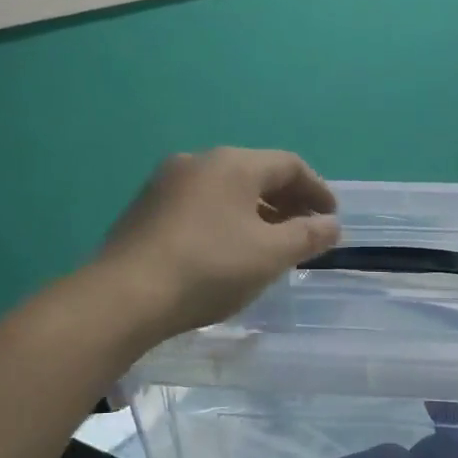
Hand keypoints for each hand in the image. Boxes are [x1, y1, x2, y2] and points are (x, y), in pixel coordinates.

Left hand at [94, 148, 340, 339]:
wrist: (125, 296)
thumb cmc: (210, 268)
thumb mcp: (271, 255)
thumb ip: (308, 236)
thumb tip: (332, 225)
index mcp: (233, 164)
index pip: (289, 165)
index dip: (318, 190)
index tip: (332, 219)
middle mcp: (198, 161)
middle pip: (256, 174)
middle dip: (288, 202)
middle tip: (306, 232)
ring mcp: (166, 183)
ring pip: (226, 190)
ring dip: (257, 212)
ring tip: (271, 244)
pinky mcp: (146, 208)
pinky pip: (201, 205)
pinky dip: (227, 220)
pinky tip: (229, 250)